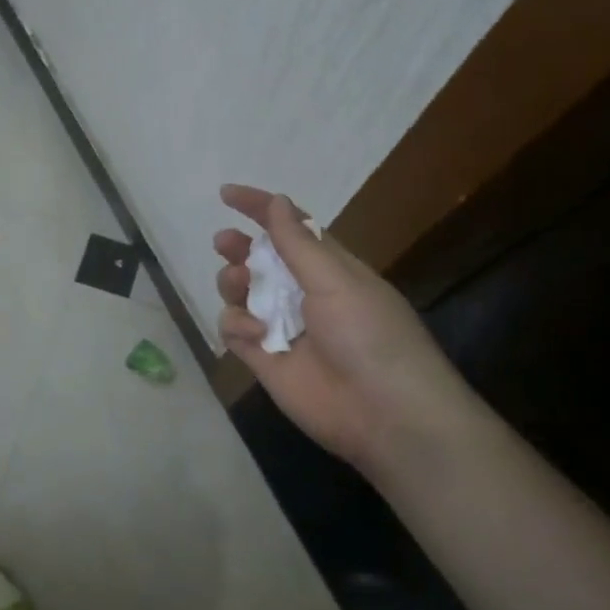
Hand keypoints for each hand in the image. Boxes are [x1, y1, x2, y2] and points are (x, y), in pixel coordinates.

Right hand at [213, 184, 486, 472]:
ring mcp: (282, 328)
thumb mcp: (336, 279)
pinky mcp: (264, 360)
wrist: (385, 414)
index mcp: (329, 269)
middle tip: (224, 244)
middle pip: (259, 261)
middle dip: (238, 248)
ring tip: (240, 287)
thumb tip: (277, 201)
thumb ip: (298, 242)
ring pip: (240, 293)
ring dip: (234, 283)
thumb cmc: (369, 334)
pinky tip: (255, 337)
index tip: (226, 194)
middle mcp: (303, 294)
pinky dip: (237, 326)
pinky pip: (235, 330)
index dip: (260, 208)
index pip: (290, 229)